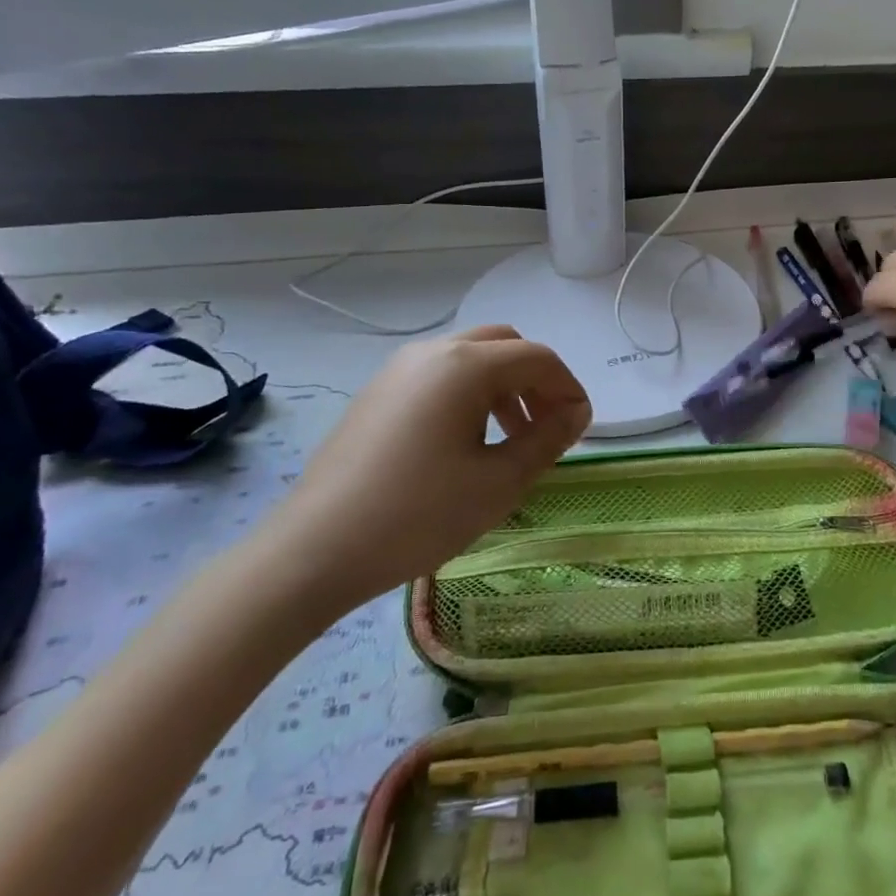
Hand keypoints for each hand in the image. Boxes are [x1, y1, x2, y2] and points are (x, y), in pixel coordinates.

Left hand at [249, 325, 590, 616]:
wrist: (314, 550)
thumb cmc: (418, 515)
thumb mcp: (498, 482)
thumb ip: (546, 440)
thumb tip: (576, 414)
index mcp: (466, 365)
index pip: (538, 358)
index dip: (568, 388)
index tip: (581, 428)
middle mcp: (433, 352)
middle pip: (504, 345)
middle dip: (536, 380)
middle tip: (547, 426)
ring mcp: (399, 370)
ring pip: (470, 358)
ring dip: (503, 386)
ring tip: (510, 439)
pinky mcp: (378, 393)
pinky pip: (440, 376)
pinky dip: (469, 394)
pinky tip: (465, 443)